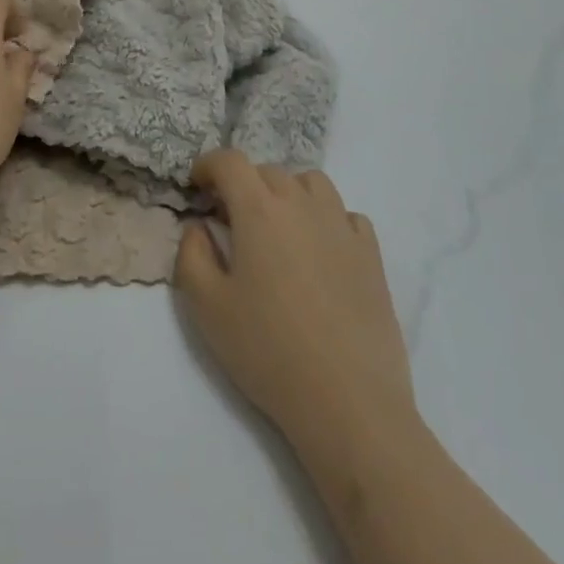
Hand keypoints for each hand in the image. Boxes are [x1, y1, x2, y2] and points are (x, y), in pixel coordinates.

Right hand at [176, 151, 416, 454]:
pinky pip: (346, 215)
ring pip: (312, 183)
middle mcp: (302, 204)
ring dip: (288, 193)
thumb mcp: (207, 307)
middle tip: (232, 219)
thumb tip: (200, 226)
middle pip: (269, 171)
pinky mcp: (371, 254)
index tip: (197, 185)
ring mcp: (342, 226)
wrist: (349, 401)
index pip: (230, 161)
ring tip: (279, 228)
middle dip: (244, 184)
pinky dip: (327, 219)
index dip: (209, 165)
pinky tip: (320, 251)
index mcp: (259, 210)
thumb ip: (192, 254)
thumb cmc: (268, 350)